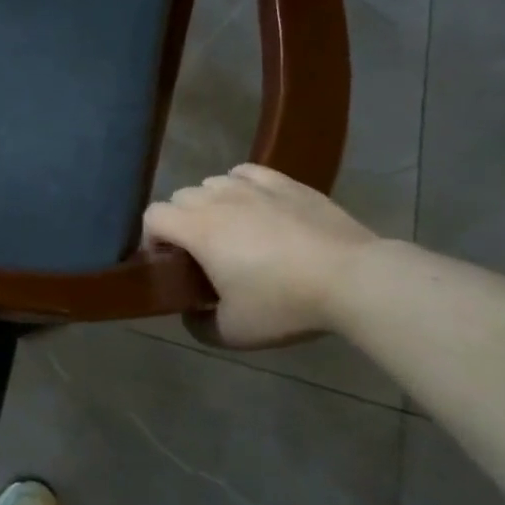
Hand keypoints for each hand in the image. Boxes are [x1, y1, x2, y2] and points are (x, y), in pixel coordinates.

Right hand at [143, 164, 377, 346]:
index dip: (151, 238)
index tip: (169, 262)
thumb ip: (200, 325)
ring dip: (211, 203)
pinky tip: (256, 205)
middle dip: (181, 221)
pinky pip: (248, 173)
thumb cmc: (284, 303)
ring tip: (232, 230)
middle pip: (181, 196)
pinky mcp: (286, 183)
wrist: (352, 278)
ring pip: (213, 182)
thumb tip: (191, 315)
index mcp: (197, 229)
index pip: (153, 216)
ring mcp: (253, 186)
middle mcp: (218, 198)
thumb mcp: (234, 331)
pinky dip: (241, 186)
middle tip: (202, 253)